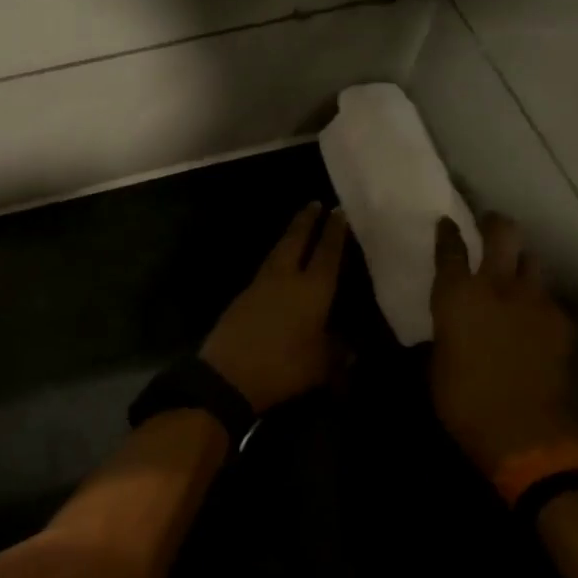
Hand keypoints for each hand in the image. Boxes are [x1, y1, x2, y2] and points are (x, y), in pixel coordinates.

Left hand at [200, 203, 347, 414]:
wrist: (228, 374)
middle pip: (296, 241)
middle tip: (314, 203)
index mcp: (312, 290)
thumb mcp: (321, 366)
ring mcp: (260, 285)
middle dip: (306, 221)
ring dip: (289, 236)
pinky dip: (276, 259)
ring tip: (298, 228)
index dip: (334, 232)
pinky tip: (279, 265)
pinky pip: (265, 269)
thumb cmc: (283, 368)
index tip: (339, 211)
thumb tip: (350, 348)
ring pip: (278, 252)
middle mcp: (286, 278)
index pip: (327, 253)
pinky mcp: (242, 297)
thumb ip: (337, 352)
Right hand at [430, 213, 577, 478]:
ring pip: (533, 260)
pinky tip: (535, 317)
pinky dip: (540, 302)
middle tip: (490, 224)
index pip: (450, 248)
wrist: (523, 428)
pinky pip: (550, 299)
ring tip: (516, 272)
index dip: (448, 232)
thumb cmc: (462, 399)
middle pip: (502, 233)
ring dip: (522, 261)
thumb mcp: (438, 360)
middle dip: (495, 223)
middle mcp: (496, 286)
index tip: (447, 222)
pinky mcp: (562, 321)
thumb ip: (447, 329)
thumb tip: (452, 324)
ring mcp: (534, 300)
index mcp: (456, 295)